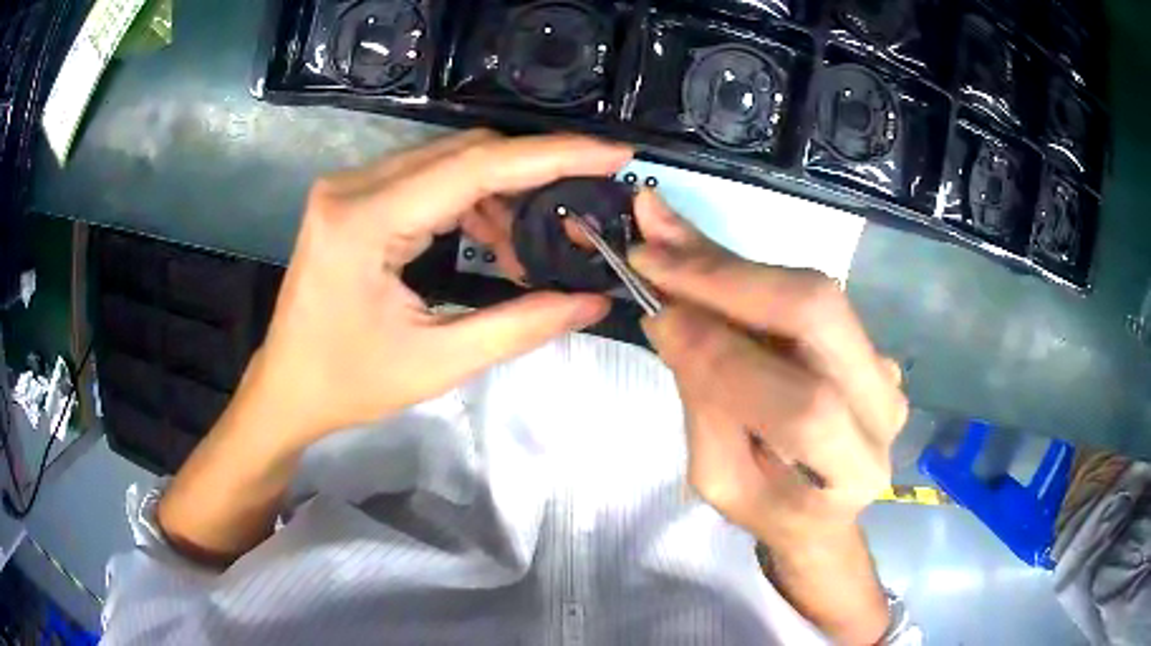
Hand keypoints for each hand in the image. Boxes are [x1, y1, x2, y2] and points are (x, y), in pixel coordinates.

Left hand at [244, 130, 628, 447]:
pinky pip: (427, 176)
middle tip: (581, 206)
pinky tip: (490, 237)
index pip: (475, 166)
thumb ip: (520, 326)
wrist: (286, 389)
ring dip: (501, 190)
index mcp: (365, 222)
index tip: (613, 154)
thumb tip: (593, 301)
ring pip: (449, 159)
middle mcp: (353, 186)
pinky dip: (470, 198)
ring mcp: (349, 186)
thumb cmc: (349, 385)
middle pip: (465, 151)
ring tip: (528, 243)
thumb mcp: (438, 364)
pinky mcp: (352, 197)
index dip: (552, 156)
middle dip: (534, 173)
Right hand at [628, 193, 907, 550]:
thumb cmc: (764, 509)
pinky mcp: (872, 343)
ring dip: (734, 267)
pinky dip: (752, 277)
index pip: (798, 400)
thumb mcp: (719, 478)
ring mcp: (886, 370)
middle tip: (657, 244)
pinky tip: (705, 260)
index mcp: (849, 473)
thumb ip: (705, 400)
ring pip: (816, 294)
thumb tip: (668, 311)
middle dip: (730, 277)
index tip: (652, 302)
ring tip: (669, 239)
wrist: (820, 510)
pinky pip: (811, 297)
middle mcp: (883, 410)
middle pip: (820, 315)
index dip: (722, 347)